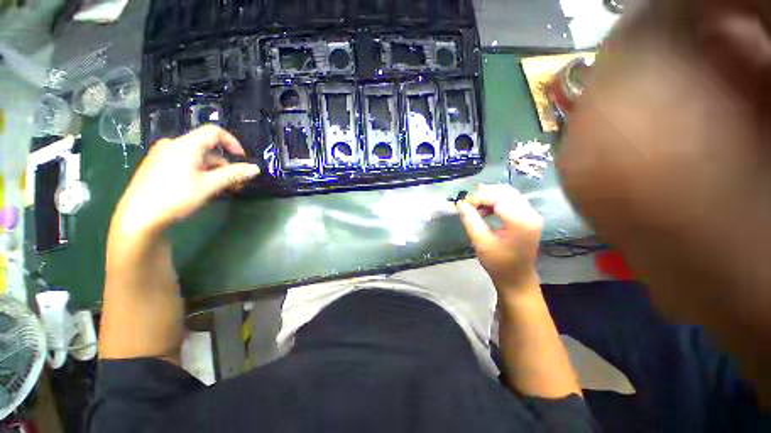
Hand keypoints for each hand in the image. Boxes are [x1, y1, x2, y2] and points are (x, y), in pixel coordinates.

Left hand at [111, 126, 259, 239]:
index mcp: (185, 145)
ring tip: (221, 190)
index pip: (214, 132)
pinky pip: (185, 164)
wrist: (138, 218)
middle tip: (235, 183)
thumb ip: (234, 175)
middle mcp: (173, 145)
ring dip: (214, 171)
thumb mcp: (209, 186)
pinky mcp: (157, 167)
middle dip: (225, 165)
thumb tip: (256, 168)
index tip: (242, 160)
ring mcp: (162, 156)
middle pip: (207, 149)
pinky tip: (203, 189)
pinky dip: (200, 173)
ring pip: (197, 159)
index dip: (232, 143)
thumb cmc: (175, 197)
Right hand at [457, 184, 541, 293]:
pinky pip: (511, 200)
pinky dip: (495, 201)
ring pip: (508, 193)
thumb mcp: (480, 242)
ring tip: (475, 207)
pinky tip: (485, 210)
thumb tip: (461, 204)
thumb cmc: (499, 264)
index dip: (478, 197)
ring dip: (489, 196)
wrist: (517, 278)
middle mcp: (530, 213)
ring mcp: (531, 214)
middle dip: (483, 194)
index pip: (498, 197)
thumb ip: (470, 220)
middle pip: (505, 191)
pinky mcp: (528, 216)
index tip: (463, 204)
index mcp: (521, 221)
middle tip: (467, 204)